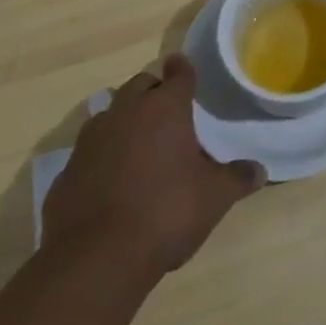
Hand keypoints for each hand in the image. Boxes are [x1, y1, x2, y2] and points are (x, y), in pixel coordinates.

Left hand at [41, 53, 264, 274]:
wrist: (95, 259)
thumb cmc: (165, 212)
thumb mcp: (214, 197)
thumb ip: (237, 178)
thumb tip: (259, 170)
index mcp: (165, 108)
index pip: (178, 74)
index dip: (183, 69)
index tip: (182, 65)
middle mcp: (125, 112)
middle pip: (139, 85)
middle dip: (152, 91)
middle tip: (166, 110)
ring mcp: (91, 140)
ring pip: (109, 114)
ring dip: (124, 120)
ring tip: (138, 142)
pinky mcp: (66, 172)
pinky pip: (89, 151)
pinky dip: (101, 156)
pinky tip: (111, 180)